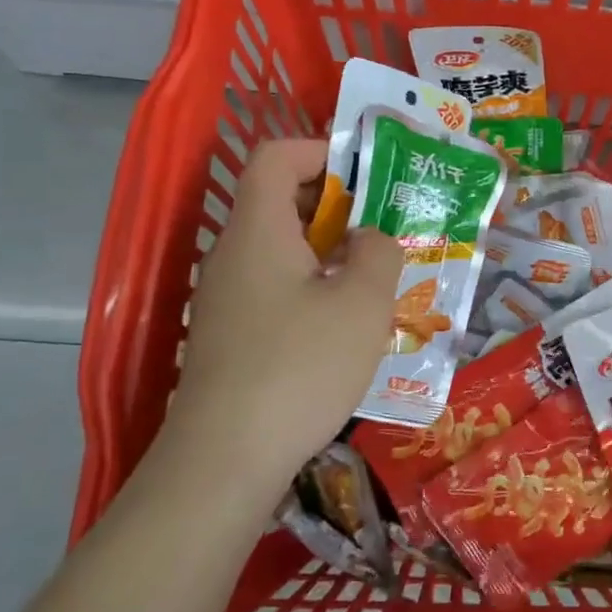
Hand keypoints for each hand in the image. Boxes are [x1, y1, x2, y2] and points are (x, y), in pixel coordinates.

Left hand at [158, 139, 401, 491]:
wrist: (224, 460)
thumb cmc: (300, 367)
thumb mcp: (362, 304)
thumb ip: (379, 253)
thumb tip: (371, 238)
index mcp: (259, 229)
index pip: (278, 156)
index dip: (324, 151)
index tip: (370, 176)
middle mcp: (234, 254)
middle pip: (281, 200)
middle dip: (338, 205)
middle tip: (387, 228)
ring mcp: (227, 297)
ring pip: (282, 249)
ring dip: (330, 251)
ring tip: (377, 277)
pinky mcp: (231, 335)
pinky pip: (276, 287)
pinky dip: (313, 287)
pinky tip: (345, 325)